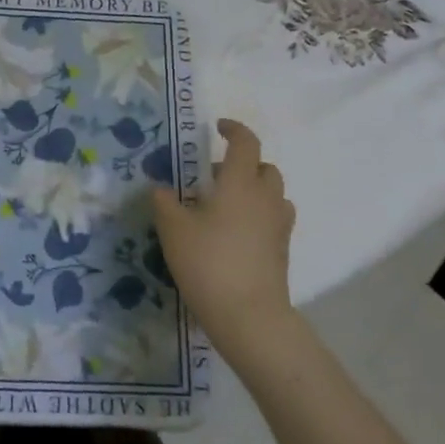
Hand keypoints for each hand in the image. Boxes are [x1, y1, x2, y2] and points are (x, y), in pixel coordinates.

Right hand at [150, 119, 296, 353]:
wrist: (248, 315)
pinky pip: (274, 218)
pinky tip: (236, 232)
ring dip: (254, 189)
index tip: (217, 128)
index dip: (233, 130)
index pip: (245, 143)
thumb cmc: (207, 262)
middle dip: (243, 163)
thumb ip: (164, 202)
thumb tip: (161, 189)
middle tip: (213, 176)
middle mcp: (265, 197)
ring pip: (273, 193)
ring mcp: (279, 225)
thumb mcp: (173, 229)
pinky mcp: (283, 249)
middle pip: (265, 167)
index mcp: (239, 183)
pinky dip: (259, 214)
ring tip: (225, 205)